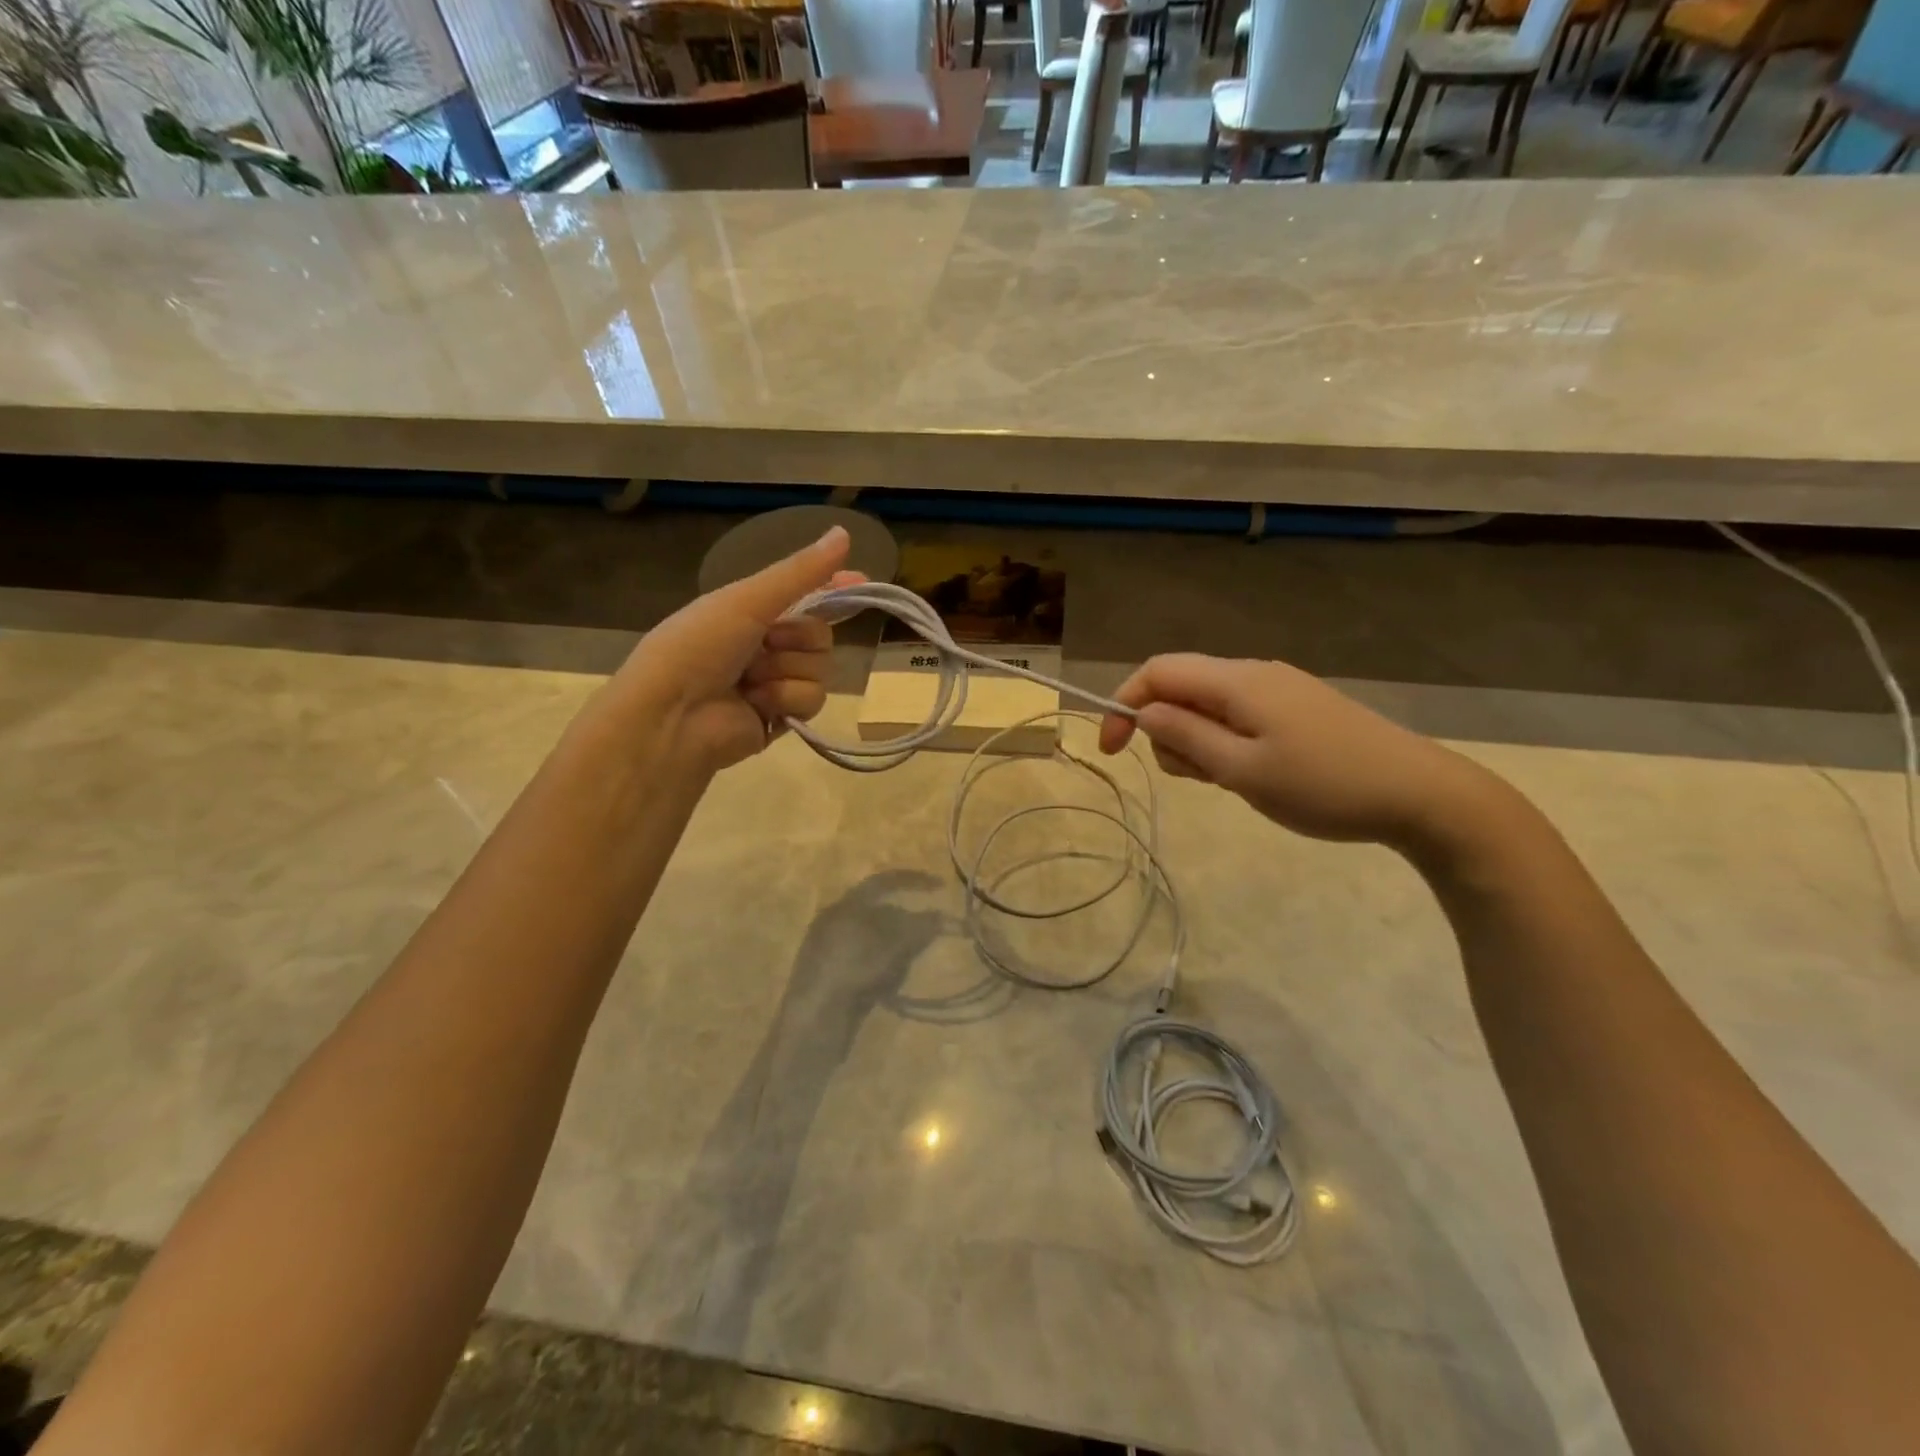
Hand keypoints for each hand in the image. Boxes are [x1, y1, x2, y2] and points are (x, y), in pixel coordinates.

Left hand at [612, 526, 860, 774]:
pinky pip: (812, 700)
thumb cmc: (699, 647)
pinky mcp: (782, 718)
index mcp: (751, 612)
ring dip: (787, 670)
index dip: (832, 589)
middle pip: (820, 634)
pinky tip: (757, 704)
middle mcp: (765, 645)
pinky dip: (786, 699)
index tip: (859, 580)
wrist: (671, 717)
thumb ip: (800, 572)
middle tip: (766, 642)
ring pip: (820, 668)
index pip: (804, 595)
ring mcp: (775, 683)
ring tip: (751, 680)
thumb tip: (845, 531)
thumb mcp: (747, 599)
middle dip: (797, 638)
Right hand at [1098, 654, 1497, 850]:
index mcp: (1236, 681)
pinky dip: (1225, 743)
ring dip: (1197, 742)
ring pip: (1208, 705)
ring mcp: (1279, 690)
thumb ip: (1187, 737)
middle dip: (1166, 731)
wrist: (1420, 794)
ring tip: (1230, 781)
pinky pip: (1238, 716)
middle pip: (1180, 687)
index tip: (1113, 752)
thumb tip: (1144, 711)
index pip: (1157, 672)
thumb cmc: (1323, 785)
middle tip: (1197, 778)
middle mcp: (1253, 674)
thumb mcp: (1242, 770)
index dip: (1123, 704)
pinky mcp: (1296, 708)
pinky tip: (1253, 773)